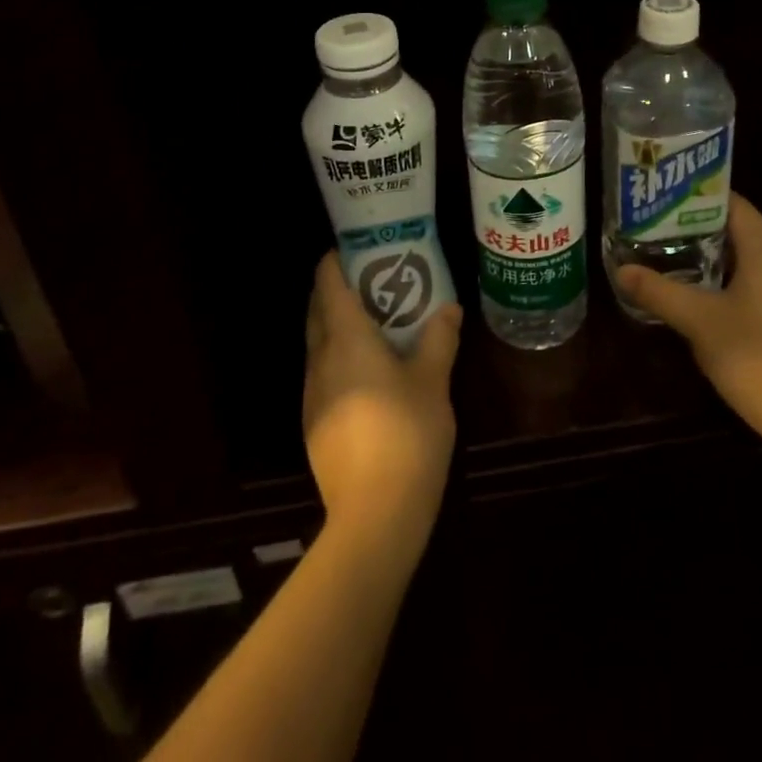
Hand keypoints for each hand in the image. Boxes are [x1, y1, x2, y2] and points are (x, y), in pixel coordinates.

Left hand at [303, 252, 461, 556]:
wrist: (375, 514)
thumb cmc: (406, 433)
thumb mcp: (433, 381)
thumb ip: (439, 338)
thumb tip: (449, 307)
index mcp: (345, 339)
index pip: (328, 285)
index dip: (335, 261)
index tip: (355, 248)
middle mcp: (320, 359)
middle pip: (317, 310)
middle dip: (336, 289)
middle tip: (371, 278)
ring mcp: (312, 393)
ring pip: (318, 342)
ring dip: (337, 324)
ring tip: (374, 320)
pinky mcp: (314, 422)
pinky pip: (323, 371)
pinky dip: (339, 355)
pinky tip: (368, 370)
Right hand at [615, 192, 761, 444]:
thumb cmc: (756, 357)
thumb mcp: (698, 322)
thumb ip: (659, 292)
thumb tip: (622, 270)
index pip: (739, 208)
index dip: (707, 198)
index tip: (674, 198)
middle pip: (747, 238)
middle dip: (708, 234)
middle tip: (668, 234)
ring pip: (759, 269)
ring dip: (725, 266)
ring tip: (686, 268)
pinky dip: (743, 291)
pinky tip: (719, 310)